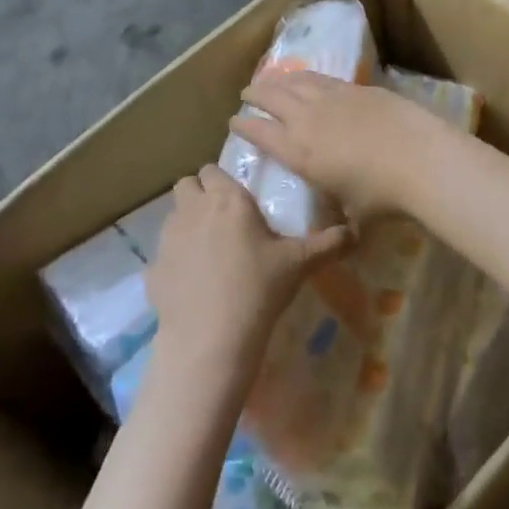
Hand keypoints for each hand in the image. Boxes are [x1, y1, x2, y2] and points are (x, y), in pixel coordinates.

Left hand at [146, 164, 350, 379]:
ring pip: (173, 215)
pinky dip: (175, 261)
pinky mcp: (152, 268)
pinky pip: (162, 254)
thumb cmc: (258, 289)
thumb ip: (328, 244)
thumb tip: (356, 232)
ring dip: (187, 223)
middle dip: (200, 194)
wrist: (210, 339)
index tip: (239, 200)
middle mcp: (193, 209)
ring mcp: (167, 238)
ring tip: (209, 251)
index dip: (223, 181)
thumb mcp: (299, 264)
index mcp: (227, 199)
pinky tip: (193, 283)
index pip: (213, 169)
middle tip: (223, 219)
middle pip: (186, 184)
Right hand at [231, 71, 453, 220]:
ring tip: (270, 80)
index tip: (233, 122)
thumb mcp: (353, 214)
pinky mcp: (357, 89)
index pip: (261, 134)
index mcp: (300, 153)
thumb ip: (340, 216)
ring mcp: (332, 99)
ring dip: (278, 80)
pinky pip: (322, 78)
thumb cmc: (383, 197)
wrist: (420, 160)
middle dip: (255, 95)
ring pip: (295, 82)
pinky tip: (306, 77)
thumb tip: (343, 231)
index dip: (244, 127)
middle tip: (246, 94)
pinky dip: (306, 76)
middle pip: (272, 99)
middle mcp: (308, 120)